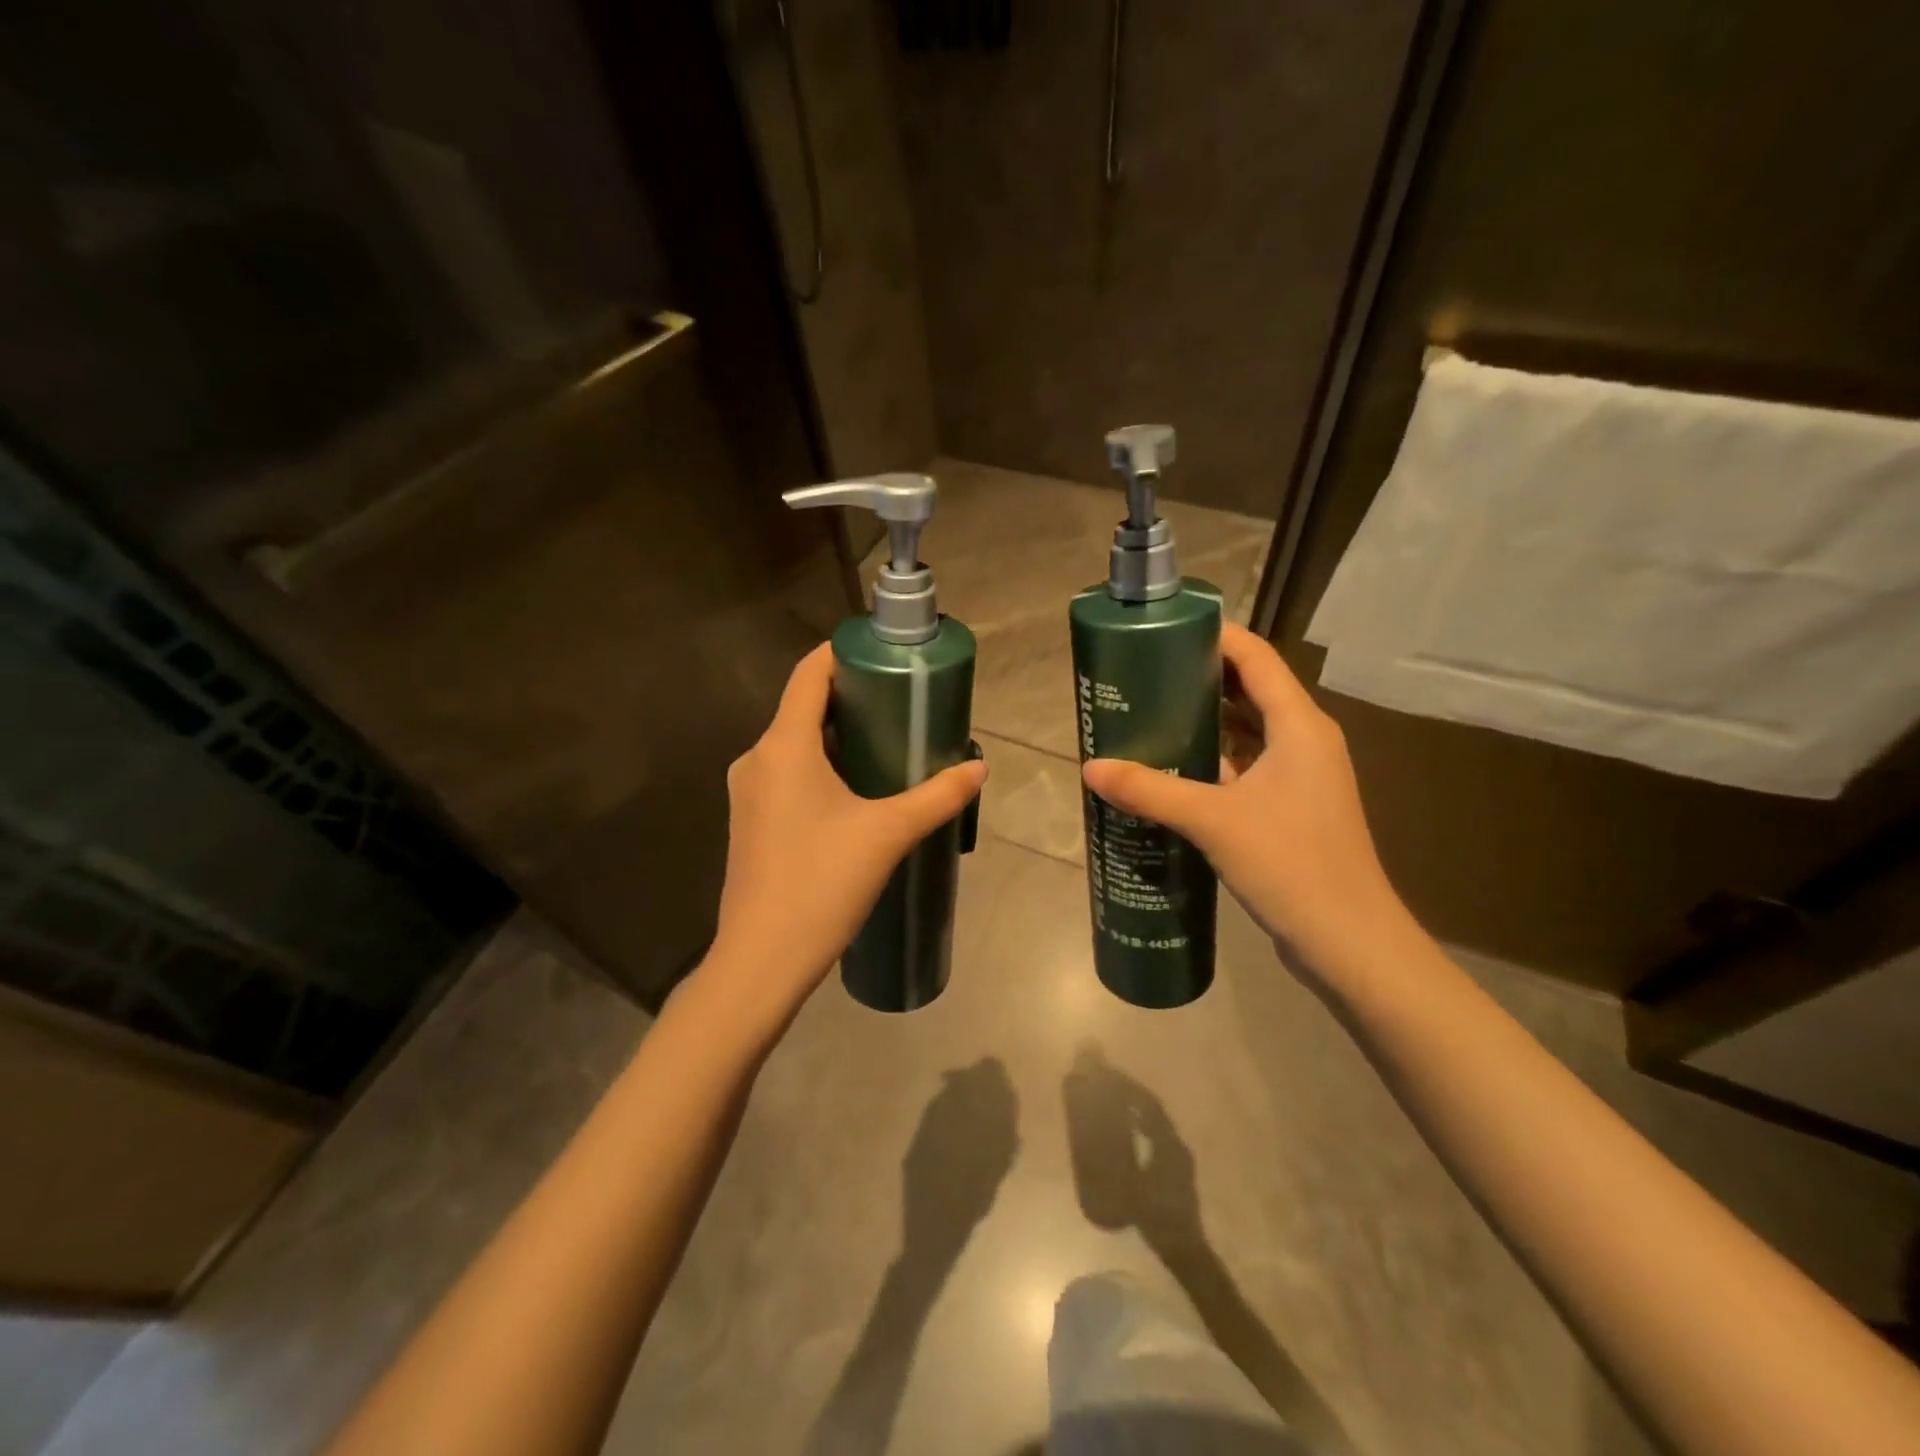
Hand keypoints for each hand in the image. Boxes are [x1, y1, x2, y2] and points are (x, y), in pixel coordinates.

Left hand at [702, 643, 987, 1024]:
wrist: (762, 960)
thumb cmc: (821, 884)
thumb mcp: (888, 834)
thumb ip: (937, 796)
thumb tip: (978, 768)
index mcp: (783, 746)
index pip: (809, 674)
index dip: (844, 654)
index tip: (885, 654)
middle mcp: (757, 759)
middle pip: (804, 708)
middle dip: (853, 700)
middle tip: (904, 705)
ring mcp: (749, 792)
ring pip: (796, 746)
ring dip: (839, 738)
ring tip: (890, 745)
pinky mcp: (751, 822)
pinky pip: (788, 775)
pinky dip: (822, 768)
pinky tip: (858, 792)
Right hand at [1082, 622, 1408, 980]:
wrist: (1349, 942)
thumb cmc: (1290, 864)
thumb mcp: (1213, 820)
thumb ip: (1150, 790)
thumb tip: (1090, 768)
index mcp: (1299, 726)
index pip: (1256, 657)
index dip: (1214, 636)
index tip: (1164, 631)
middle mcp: (1305, 740)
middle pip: (1251, 689)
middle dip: (1200, 677)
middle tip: (1144, 675)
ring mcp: (1302, 776)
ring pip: (1249, 730)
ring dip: (1206, 720)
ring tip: (1151, 714)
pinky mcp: (1292, 807)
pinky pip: (1248, 765)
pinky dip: (1215, 758)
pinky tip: (1174, 769)